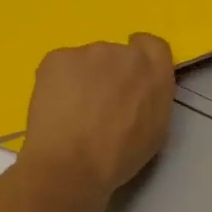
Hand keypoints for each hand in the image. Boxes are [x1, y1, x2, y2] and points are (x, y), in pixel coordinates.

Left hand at [20, 34, 175, 201]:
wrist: (71, 165)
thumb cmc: (119, 157)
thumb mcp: (155, 130)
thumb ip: (152, 98)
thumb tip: (139, 90)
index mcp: (154, 73)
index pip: (153, 46)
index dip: (141, 59)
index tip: (130, 79)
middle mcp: (124, 54)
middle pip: (117, 54)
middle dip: (110, 73)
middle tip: (99, 104)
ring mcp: (88, 52)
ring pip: (87, 60)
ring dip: (84, 78)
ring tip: (74, 110)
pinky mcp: (57, 57)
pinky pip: (62, 65)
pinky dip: (60, 82)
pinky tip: (56, 107)